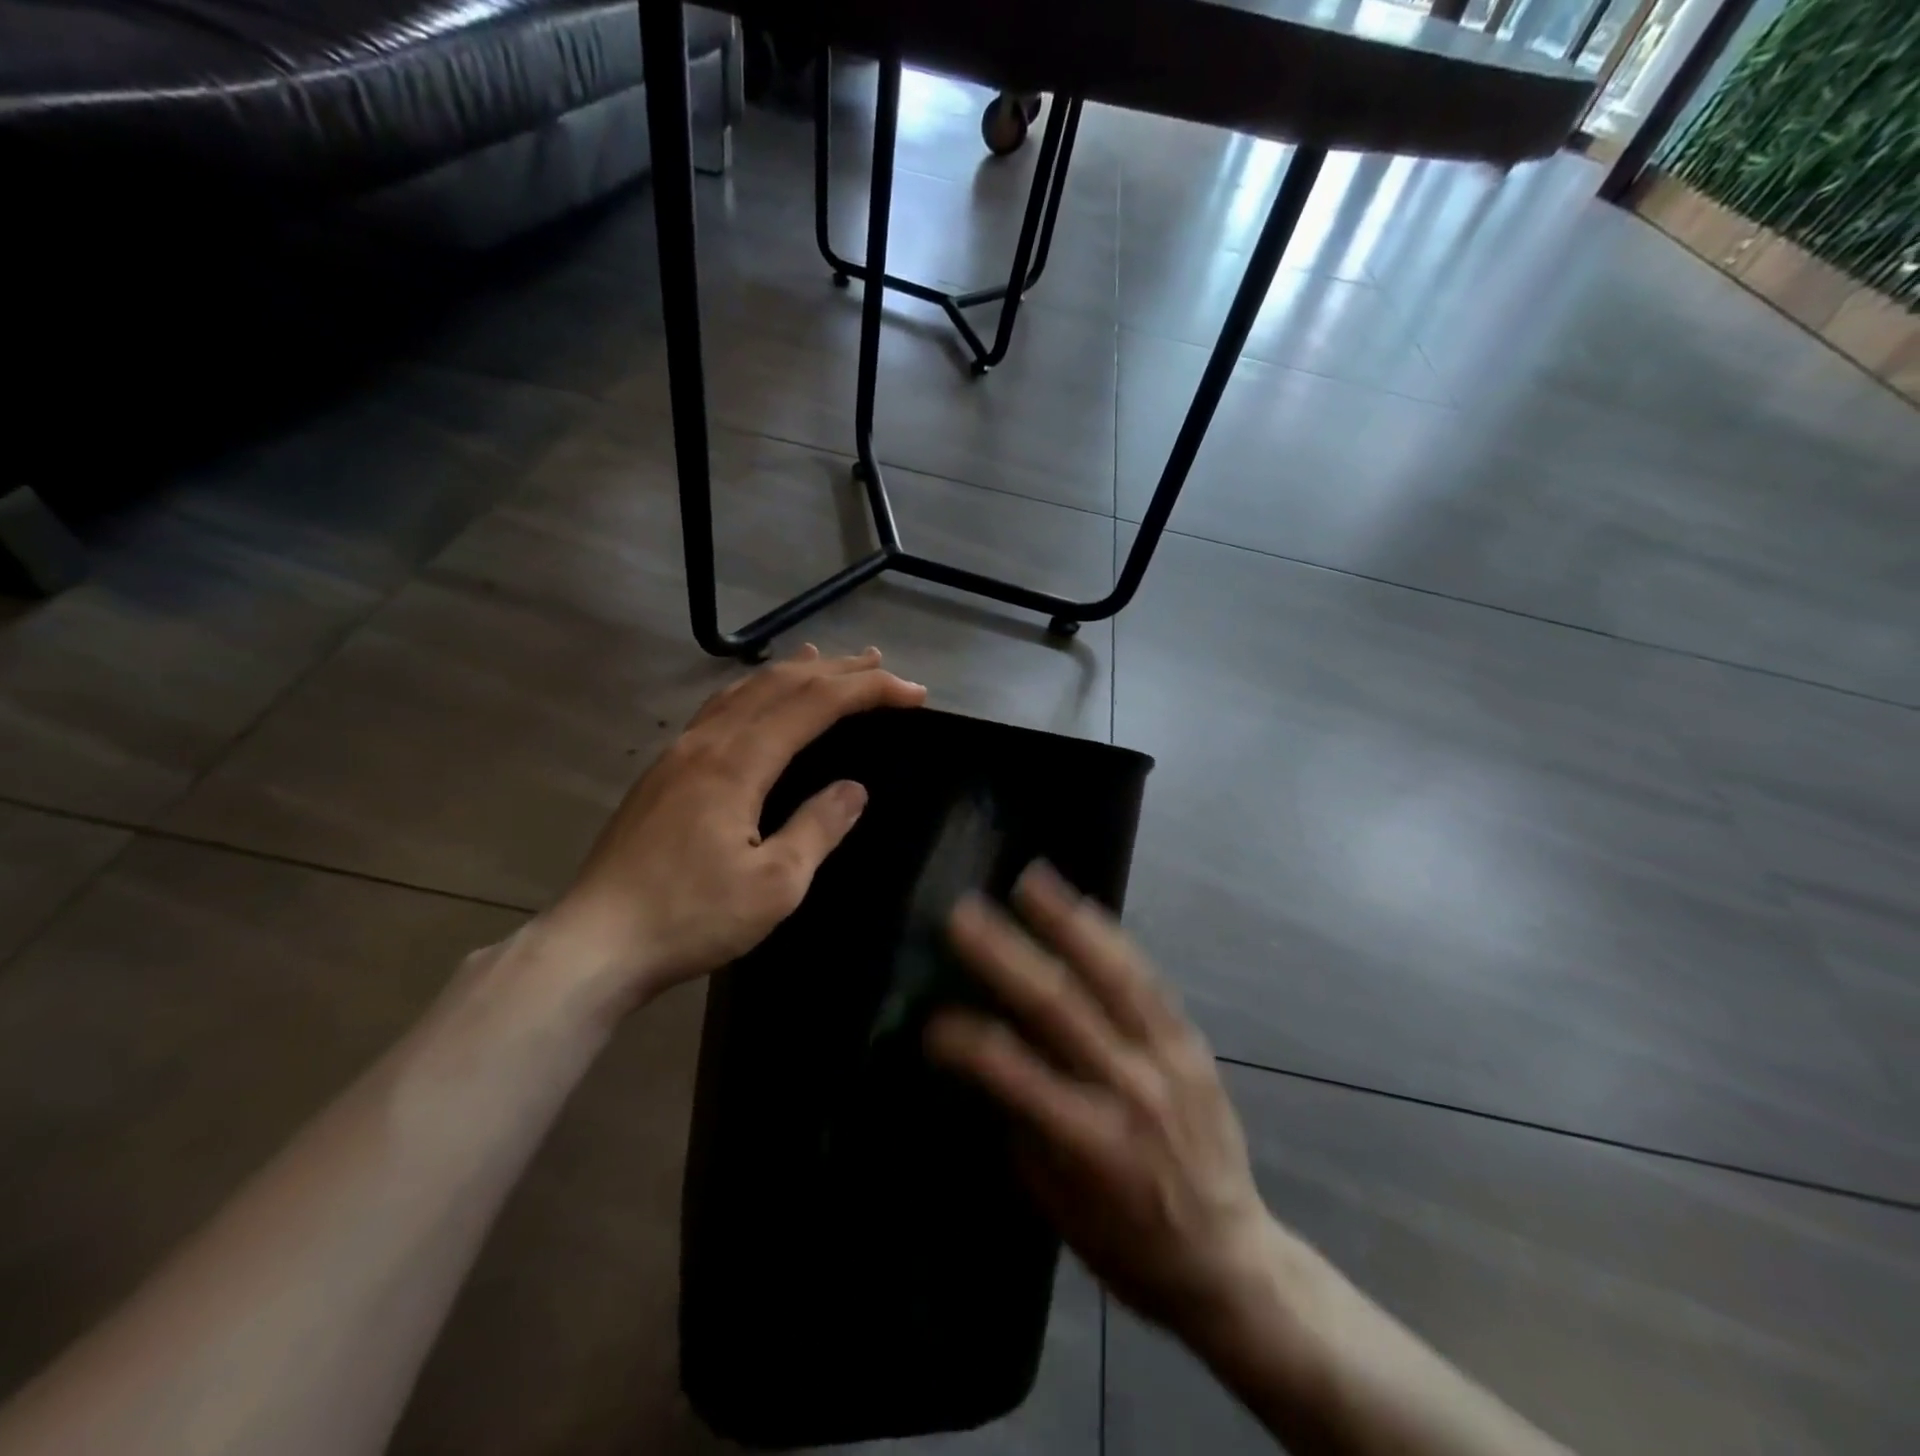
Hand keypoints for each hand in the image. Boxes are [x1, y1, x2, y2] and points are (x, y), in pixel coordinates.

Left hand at [540, 646, 926, 1013]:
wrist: (595, 944)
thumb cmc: (690, 918)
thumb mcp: (775, 885)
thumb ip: (818, 828)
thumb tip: (854, 789)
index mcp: (737, 763)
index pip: (815, 704)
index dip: (868, 691)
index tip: (914, 694)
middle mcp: (707, 742)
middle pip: (780, 685)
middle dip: (836, 670)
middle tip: (879, 664)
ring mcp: (678, 754)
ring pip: (744, 691)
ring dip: (792, 673)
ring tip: (825, 661)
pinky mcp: (662, 773)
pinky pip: (720, 710)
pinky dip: (754, 692)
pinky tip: (757, 701)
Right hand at [928, 863, 1286, 1347]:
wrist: (1230, 1260)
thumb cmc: (1128, 1243)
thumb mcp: (1058, 1205)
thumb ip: (1024, 1126)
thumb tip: (986, 1060)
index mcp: (1092, 1144)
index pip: (1017, 1076)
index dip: (969, 1042)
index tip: (932, 1019)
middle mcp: (1131, 1088)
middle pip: (1060, 1008)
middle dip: (1006, 956)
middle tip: (964, 914)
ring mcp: (1168, 1058)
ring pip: (1113, 976)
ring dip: (1066, 923)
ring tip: (1031, 880)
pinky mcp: (1191, 1043)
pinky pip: (1149, 980)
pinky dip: (1113, 940)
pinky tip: (1084, 908)